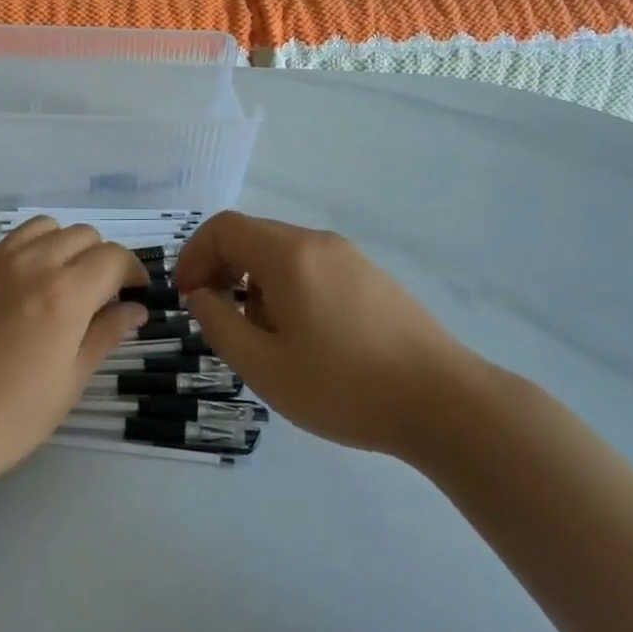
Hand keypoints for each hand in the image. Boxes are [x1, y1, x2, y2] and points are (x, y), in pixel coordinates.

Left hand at [0, 218, 149, 488]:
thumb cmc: (4, 419)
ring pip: (40, 229)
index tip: (133, 295)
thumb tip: (135, 309)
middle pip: (80, 235)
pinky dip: (20, 257)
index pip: (113, 257)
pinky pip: (1, 245)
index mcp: (64, 292)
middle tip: (95, 297)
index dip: (132, 272)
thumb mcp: (68, 383)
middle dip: (99, 259)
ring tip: (53, 286)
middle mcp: (28, 262)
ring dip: (60, 248)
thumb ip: (105, 335)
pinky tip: (9, 297)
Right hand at [173, 212, 487, 455]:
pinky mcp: (372, 277)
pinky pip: (312, 267)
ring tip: (260, 336)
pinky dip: (286, 288)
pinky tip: (302, 336)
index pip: (224, 228)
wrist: (445, 403)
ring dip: (253, 282)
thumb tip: (200, 295)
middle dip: (221, 269)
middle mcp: (318, 242)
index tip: (187, 297)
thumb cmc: (345, 386)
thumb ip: (219, 324)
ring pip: (282, 253)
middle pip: (252, 236)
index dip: (193, 255)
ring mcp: (350, 257)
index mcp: (289, 255)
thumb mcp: (264, 366)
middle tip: (215, 317)